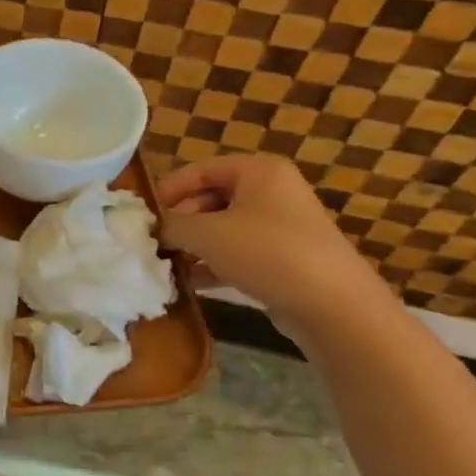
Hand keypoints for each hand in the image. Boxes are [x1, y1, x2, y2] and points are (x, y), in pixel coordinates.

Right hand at [156, 155, 388, 332]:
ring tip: (167, 266)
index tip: (143, 216)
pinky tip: (190, 283)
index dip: (168, 190)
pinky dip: (213, 264)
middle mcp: (271, 192)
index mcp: (257, 171)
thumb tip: (154, 229)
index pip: (200, 170)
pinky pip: (238, 253)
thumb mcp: (207, 234)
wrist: (333, 305)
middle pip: (210, 199)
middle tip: (154, 244)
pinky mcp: (285, 259)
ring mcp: (281, 227)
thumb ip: (172, 226)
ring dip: (194, 246)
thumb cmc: (266, 253)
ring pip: (223, 229)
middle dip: (181, 222)